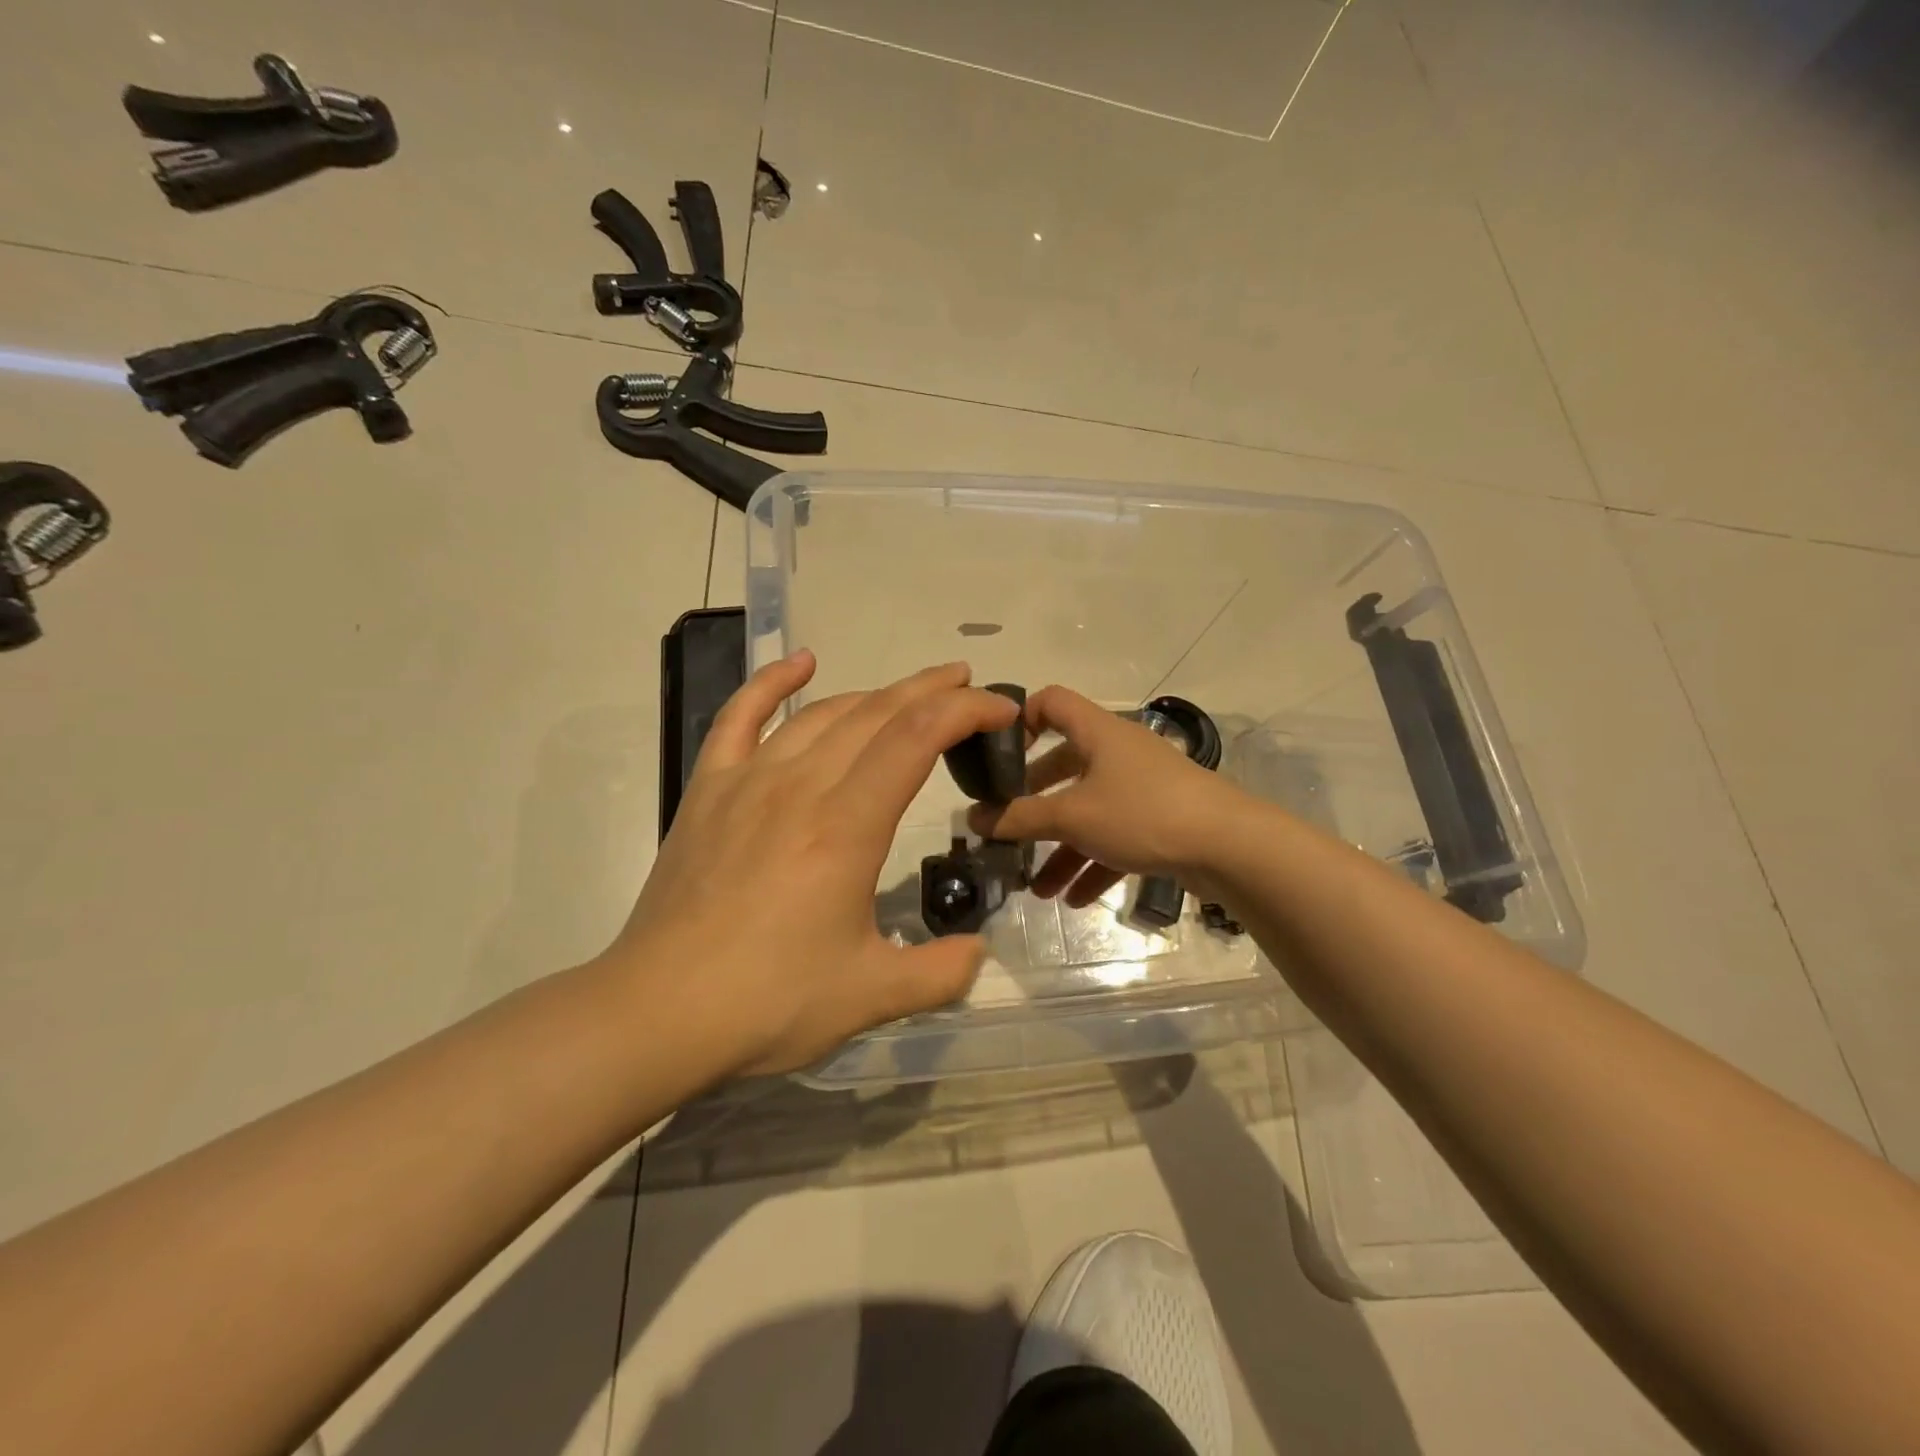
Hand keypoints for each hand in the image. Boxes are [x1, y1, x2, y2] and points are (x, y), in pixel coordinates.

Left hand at [608, 652, 1021, 1077]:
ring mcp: (748, 781)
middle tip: (969, 686)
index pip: (918, 737)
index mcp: (847, 826)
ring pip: (822, 714)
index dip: (966, 712)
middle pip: (876, 713)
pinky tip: (800, 663)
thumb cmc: (769, 1002)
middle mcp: (801, 786)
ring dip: (874, 693)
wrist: (656, 1013)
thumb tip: (978, 952)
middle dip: (931, 691)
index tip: (1000, 711)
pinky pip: (739, 717)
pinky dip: (771, 682)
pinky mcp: (708, 791)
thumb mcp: (872, 996)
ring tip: (910, 694)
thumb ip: (941, 972)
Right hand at [967, 685, 1243, 908]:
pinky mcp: (1161, 819)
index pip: (1050, 701)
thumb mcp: (1072, 817)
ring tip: (1037, 888)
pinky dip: (1093, 862)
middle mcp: (1118, 752)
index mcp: (1097, 732)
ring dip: (1061, 848)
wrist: (1229, 846)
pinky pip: (1115, 836)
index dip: (1019, 720)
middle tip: (1008, 828)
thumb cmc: (1142, 813)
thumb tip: (973, 818)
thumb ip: (1020, 818)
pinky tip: (1074, 900)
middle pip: (1064, 766)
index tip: (997, 757)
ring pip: (1089, 811)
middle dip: (1033, 803)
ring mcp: (1142, 786)